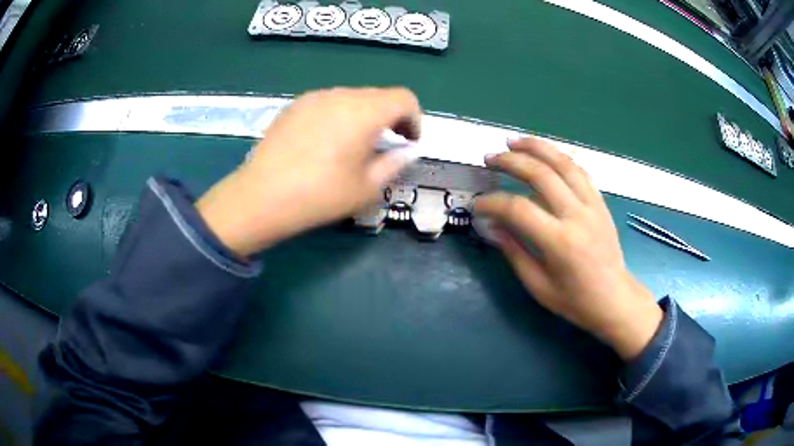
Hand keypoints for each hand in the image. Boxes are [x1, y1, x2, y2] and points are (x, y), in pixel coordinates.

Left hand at [196, 87, 420, 256]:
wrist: (261, 196)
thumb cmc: (320, 195)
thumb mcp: (367, 187)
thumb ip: (395, 163)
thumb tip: (408, 151)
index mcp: (365, 111)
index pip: (404, 98)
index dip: (414, 119)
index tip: (409, 143)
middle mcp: (341, 95)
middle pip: (378, 96)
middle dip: (391, 117)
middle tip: (386, 146)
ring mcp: (314, 97)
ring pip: (352, 98)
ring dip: (364, 116)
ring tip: (353, 146)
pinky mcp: (294, 105)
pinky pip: (327, 103)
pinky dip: (339, 116)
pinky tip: (325, 143)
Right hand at [474, 137, 662, 359]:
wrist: (615, 298)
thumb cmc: (575, 300)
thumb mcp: (538, 286)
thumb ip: (514, 252)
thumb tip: (492, 226)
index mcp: (559, 242)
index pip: (518, 209)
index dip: (492, 203)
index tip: (478, 205)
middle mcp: (577, 215)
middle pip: (540, 174)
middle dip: (511, 161)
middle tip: (490, 158)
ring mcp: (592, 204)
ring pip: (563, 163)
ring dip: (536, 147)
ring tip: (514, 141)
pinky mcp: (600, 202)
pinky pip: (579, 170)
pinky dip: (559, 157)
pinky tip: (545, 154)